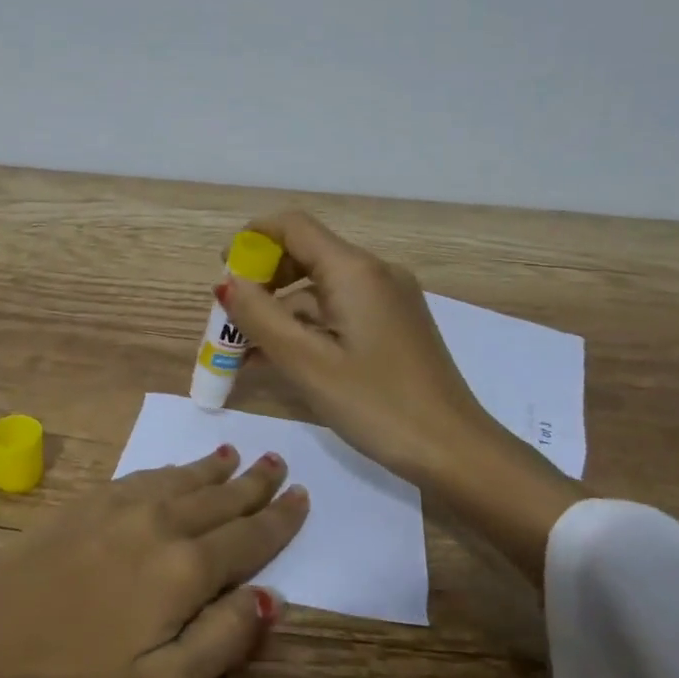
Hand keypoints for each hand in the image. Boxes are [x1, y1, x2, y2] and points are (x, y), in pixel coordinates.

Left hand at [0, 447, 306, 677]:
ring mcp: (118, 508)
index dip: (279, 520)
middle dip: (254, 484)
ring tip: (237, 455)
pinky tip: (174, 472)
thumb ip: (220, 642)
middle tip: (279, 463)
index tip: (302, 497)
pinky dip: (172, 470)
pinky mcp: (84, 504)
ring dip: (215, 470)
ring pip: (183, 481)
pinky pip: (145, 476)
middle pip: (220, 499)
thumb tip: (270, 598)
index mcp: (184, 570)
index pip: (248, 539)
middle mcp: (160, 525)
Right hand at [218, 211, 574, 584]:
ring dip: (281, 311)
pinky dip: (307, 328)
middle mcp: (374, 273)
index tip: (223, 269)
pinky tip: (281, 360)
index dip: (252, 239)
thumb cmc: (377, 405)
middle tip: (231, 318)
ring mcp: (388, 300)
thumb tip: (227, 282)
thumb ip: (260, 318)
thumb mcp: (307, 364)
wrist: (456, 451)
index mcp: (355, 271)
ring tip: (246, 351)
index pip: (293, 226)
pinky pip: (339, 312)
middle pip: (306, 254)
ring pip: (320, 289)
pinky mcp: (394, 325)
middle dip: (262, 280)